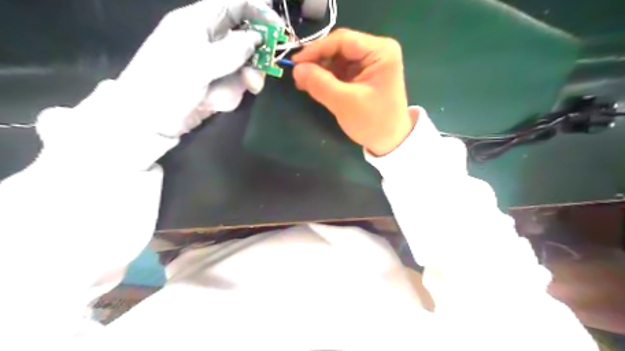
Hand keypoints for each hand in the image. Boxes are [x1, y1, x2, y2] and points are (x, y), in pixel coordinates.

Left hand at [118, 0, 283, 136]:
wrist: (148, 119)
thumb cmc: (166, 84)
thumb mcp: (199, 64)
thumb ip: (232, 49)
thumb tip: (257, 38)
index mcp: (197, 22)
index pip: (234, 4)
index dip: (258, 11)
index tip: (277, 28)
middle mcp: (208, 40)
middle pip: (245, 39)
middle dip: (253, 60)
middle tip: (254, 80)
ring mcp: (214, 64)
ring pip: (244, 67)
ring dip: (237, 84)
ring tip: (220, 98)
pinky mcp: (216, 83)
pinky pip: (236, 85)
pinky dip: (228, 96)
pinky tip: (212, 103)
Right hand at [293, 27, 413, 156]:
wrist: (390, 141)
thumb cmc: (373, 122)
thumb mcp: (345, 103)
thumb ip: (320, 84)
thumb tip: (296, 69)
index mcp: (380, 52)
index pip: (343, 40)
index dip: (316, 49)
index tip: (295, 62)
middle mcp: (377, 51)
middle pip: (340, 48)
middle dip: (318, 61)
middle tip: (298, 75)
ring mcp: (370, 63)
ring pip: (338, 59)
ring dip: (320, 70)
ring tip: (303, 83)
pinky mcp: (363, 75)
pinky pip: (341, 71)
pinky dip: (327, 78)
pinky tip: (314, 85)